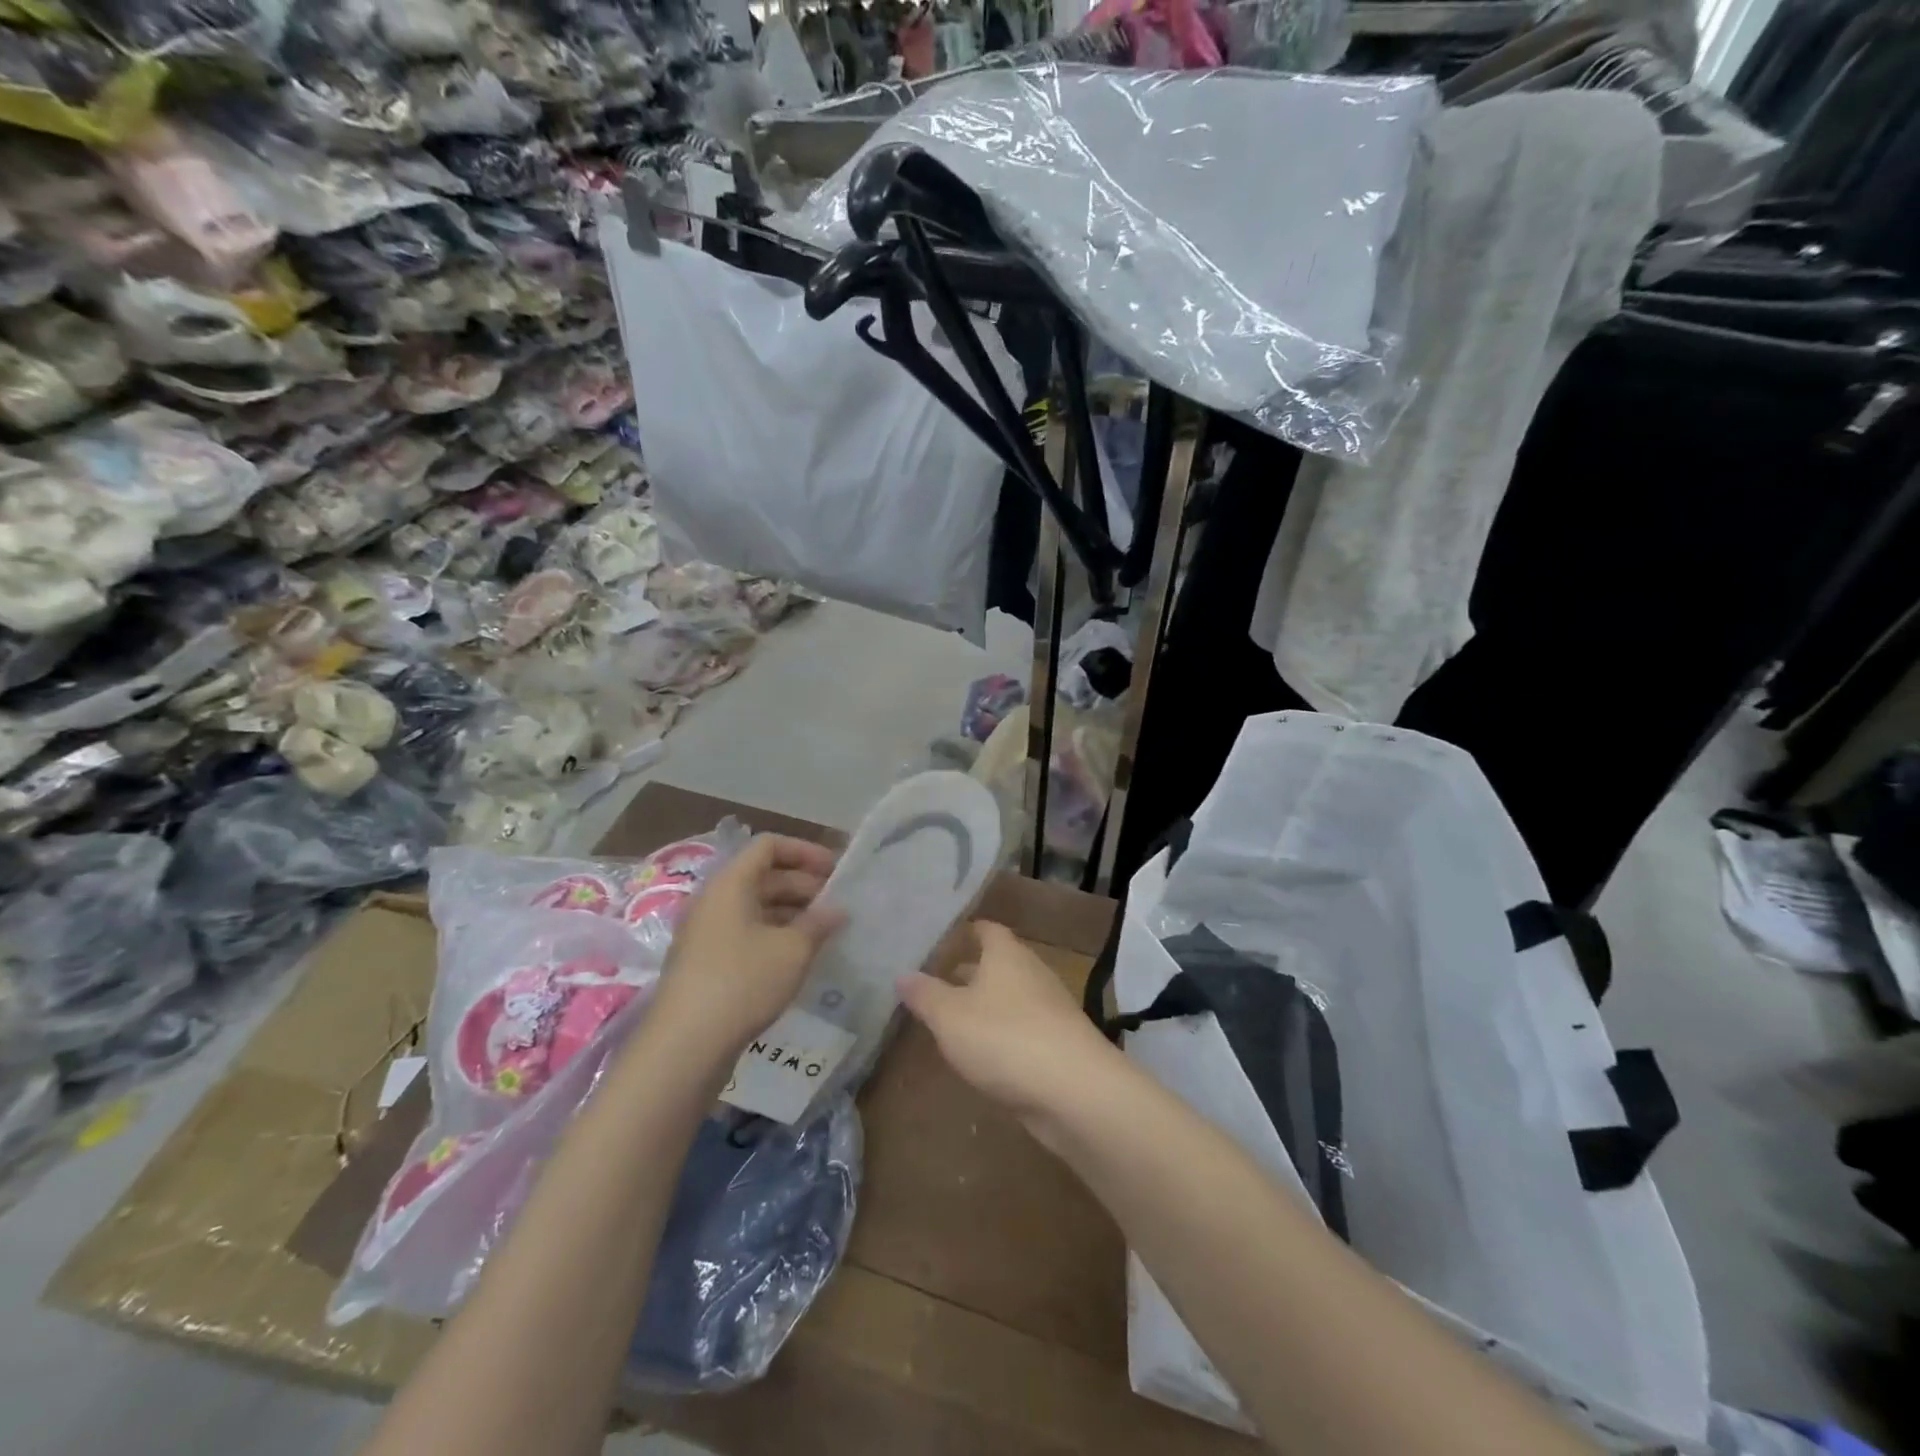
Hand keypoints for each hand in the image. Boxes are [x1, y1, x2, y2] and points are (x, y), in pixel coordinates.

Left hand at [648, 835, 844, 1063]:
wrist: (684, 1045)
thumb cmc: (742, 981)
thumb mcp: (792, 950)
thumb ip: (818, 923)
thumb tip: (837, 910)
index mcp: (731, 883)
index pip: (769, 846)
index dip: (805, 851)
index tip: (836, 870)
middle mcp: (715, 900)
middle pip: (763, 876)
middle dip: (804, 885)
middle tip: (838, 905)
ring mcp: (707, 933)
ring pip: (756, 908)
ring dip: (792, 914)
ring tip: (825, 933)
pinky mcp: (706, 963)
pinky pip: (746, 934)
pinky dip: (775, 937)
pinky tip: (798, 959)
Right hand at [897, 920, 1125, 1139]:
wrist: (1074, 1091)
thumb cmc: (1004, 1038)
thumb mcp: (950, 1016)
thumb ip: (925, 995)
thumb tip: (902, 974)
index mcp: (1007, 955)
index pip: (987, 930)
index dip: (966, 932)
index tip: (944, 940)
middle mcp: (1032, 973)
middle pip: (999, 964)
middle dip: (971, 972)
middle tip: (939, 981)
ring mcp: (1050, 1009)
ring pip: (1011, 998)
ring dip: (987, 1005)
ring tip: (954, 1019)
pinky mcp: (1060, 1044)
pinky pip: (1024, 1028)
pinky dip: (1003, 1034)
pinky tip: (985, 1054)